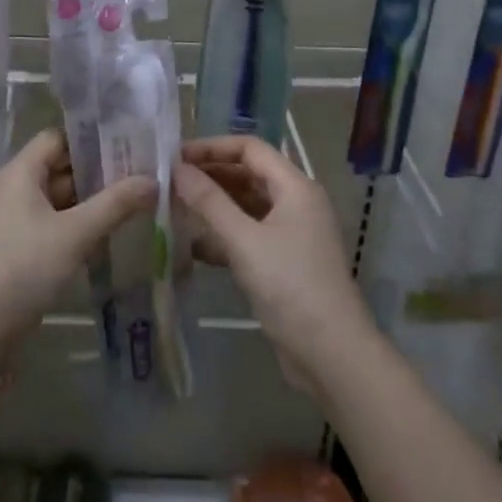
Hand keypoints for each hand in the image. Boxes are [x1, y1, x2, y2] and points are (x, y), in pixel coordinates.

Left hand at [0, 129, 155, 347]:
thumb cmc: (23, 266)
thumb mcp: (75, 233)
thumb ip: (115, 204)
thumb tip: (153, 180)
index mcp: (21, 172)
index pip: (58, 137)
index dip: (90, 138)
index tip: (126, 143)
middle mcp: (16, 188)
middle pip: (60, 166)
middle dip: (98, 171)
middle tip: (140, 172)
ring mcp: (16, 219)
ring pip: (60, 197)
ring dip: (91, 200)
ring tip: (133, 200)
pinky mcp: (20, 246)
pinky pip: (54, 222)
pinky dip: (79, 223)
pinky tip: (109, 232)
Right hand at [174, 136, 372, 395]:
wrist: (331, 354)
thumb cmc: (290, 287)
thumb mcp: (244, 241)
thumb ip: (209, 203)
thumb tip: (178, 170)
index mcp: (295, 187)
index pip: (250, 149)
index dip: (213, 147)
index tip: (177, 156)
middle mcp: (296, 203)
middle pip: (249, 175)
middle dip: (211, 175)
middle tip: (170, 182)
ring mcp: (292, 233)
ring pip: (247, 206)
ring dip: (215, 205)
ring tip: (175, 208)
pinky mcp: (284, 262)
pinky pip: (249, 234)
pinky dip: (224, 235)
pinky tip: (193, 246)